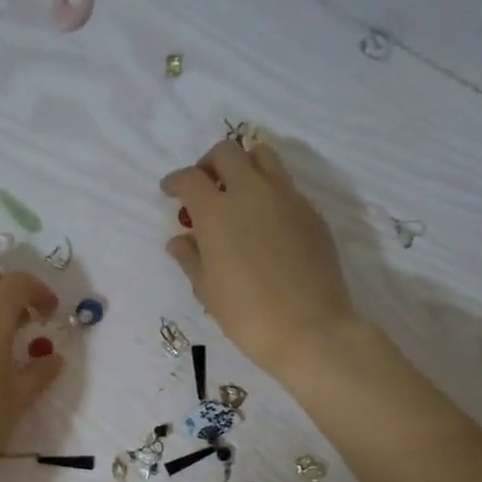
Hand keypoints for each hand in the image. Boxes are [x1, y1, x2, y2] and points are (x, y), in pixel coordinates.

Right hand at [162, 138, 362, 380]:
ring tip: (238, 193)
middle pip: (227, 152)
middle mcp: (251, 192)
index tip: (170, 191)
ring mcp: (287, 198)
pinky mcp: (311, 212)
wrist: (309, 329)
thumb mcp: (207, 290)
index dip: (175, 182)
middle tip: (204, 187)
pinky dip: (269, 191)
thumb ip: (190, 258)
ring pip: (263, 156)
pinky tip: (265, 222)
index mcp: (217, 211)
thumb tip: (180, 241)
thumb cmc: (247, 314)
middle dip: (209, 164)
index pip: (190, 178)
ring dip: (244, 165)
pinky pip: (286, 185)